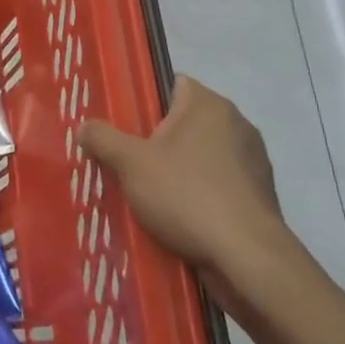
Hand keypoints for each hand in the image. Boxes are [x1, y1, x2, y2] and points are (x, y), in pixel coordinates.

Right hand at [78, 76, 284, 302]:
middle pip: (185, 122)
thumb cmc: (187, 195)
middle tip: (126, 159)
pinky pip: (218, 184)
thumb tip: (84, 127)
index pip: (172, 84)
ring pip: (201, 155)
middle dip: (157, 139)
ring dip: (178, 169)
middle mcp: (237, 124)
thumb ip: (102, 138)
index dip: (144, 100)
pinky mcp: (260, 196)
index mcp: (209, 105)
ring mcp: (253, 161)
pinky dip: (199, 194)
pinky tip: (178, 216)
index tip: (122, 123)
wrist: (247, 259)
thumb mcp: (130, 163)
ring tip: (148, 192)